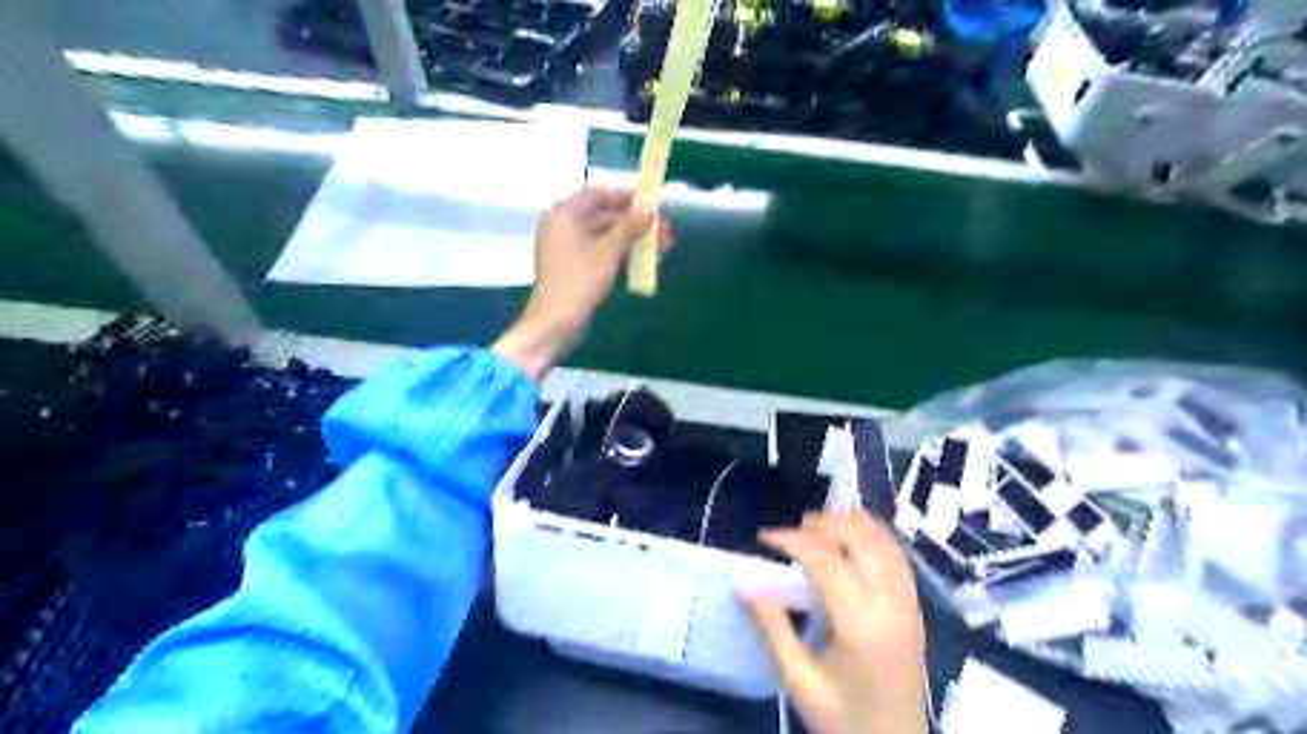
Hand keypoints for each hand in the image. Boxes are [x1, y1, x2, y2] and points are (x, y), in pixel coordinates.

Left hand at [495, 185, 667, 380]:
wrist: (555, 323)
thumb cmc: (579, 281)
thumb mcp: (609, 251)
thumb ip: (630, 227)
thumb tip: (650, 209)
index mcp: (564, 214)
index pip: (598, 194)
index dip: (626, 197)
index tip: (651, 203)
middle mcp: (563, 226)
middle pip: (603, 215)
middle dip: (635, 222)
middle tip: (663, 229)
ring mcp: (567, 248)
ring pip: (605, 236)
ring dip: (632, 239)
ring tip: (663, 245)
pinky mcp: (574, 267)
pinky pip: (600, 252)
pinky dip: (621, 253)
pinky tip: (644, 260)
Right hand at [744, 514, 928, 733]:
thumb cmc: (844, 719)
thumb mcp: (799, 681)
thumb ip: (772, 628)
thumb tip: (744, 583)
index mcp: (861, 622)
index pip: (826, 558)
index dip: (793, 539)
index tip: (764, 537)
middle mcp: (890, 602)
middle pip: (860, 538)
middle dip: (824, 523)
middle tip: (792, 529)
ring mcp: (908, 602)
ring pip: (883, 540)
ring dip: (850, 524)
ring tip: (817, 528)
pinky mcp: (915, 607)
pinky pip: (896, 555)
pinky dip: (872, 535)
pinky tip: (850, 540)